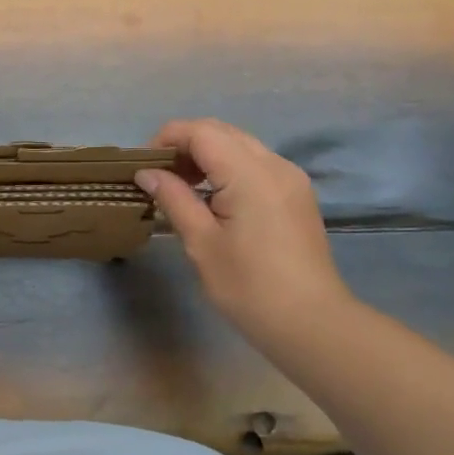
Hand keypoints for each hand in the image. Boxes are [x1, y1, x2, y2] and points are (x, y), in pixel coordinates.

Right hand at [137, 119, 348, 345]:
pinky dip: (228, 168)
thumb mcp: (202, 243)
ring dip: (207, 155)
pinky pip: (256, 164)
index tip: (143, 166)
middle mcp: (274, 164)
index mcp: (250, 173)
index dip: (167, 139)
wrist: (310, 322)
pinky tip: (213, 198)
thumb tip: (146, 173)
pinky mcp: (296, 194)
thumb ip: (174, 199)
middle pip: (222, 132)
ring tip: (181, 188)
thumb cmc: (249, 286)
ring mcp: (290, 178)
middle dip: (185, 144)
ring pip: (240, 145)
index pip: (201, 132)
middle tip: (159, 176)